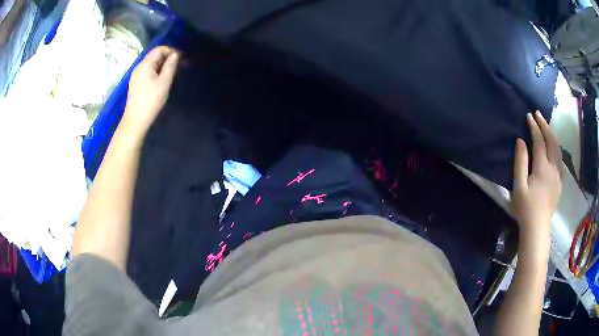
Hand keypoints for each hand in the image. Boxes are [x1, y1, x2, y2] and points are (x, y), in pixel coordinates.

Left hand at [121, 46, 179, 135]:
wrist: (135, 121)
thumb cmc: (151, 101)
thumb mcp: (164, 82)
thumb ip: (170, 66)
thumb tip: (175, 54)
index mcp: (145, 64)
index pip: (158, 49)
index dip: (171, 50)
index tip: (181, 58)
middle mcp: (139, 67)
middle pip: (154, 56)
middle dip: (167, 57)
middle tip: (179, 65)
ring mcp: (136, 76)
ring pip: (151, 64)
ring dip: (163, 65)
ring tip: (172, 73)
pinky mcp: (136, 84)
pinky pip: (148, 72)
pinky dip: (157, 71)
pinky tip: (162, 80)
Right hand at [512, 111, 562, 240]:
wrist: (537, 228)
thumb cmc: (526, 208)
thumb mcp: (518, 186)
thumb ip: (520, 162)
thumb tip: (520, 141)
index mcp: (542, 167)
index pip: (539, 141)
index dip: (534, 127)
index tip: (528, 116)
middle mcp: (553, 167)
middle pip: (551, 141)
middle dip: (545, 125)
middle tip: (538, 114)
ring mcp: (558, 175)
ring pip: (558, 149)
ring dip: (552, 134)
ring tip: (546, 126)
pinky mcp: (560, 182)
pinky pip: (561, 160)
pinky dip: (557, 149)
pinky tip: (554, 148)